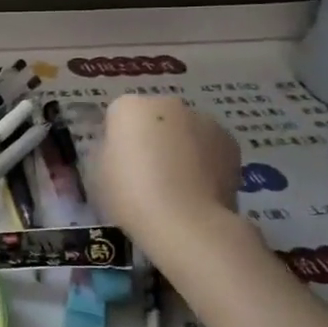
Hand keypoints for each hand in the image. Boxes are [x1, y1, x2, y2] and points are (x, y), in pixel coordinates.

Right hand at [94, 94, 243, 260]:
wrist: (186, 222)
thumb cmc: (130, 196)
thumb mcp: (96, 175)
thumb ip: (106, 152)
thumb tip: (120, 151)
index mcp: (129, 107)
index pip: (117, 117)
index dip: (117, 142)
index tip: (118, 167)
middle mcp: (167, 104)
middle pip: (154, 118)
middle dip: (151, 139)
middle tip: (147, 176)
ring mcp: (203, 120)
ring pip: (184, 131)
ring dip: (179, 148)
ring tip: (177, 187)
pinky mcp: (230, 143)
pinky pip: (208, 148)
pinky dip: (204, 162)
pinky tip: (198, 190)